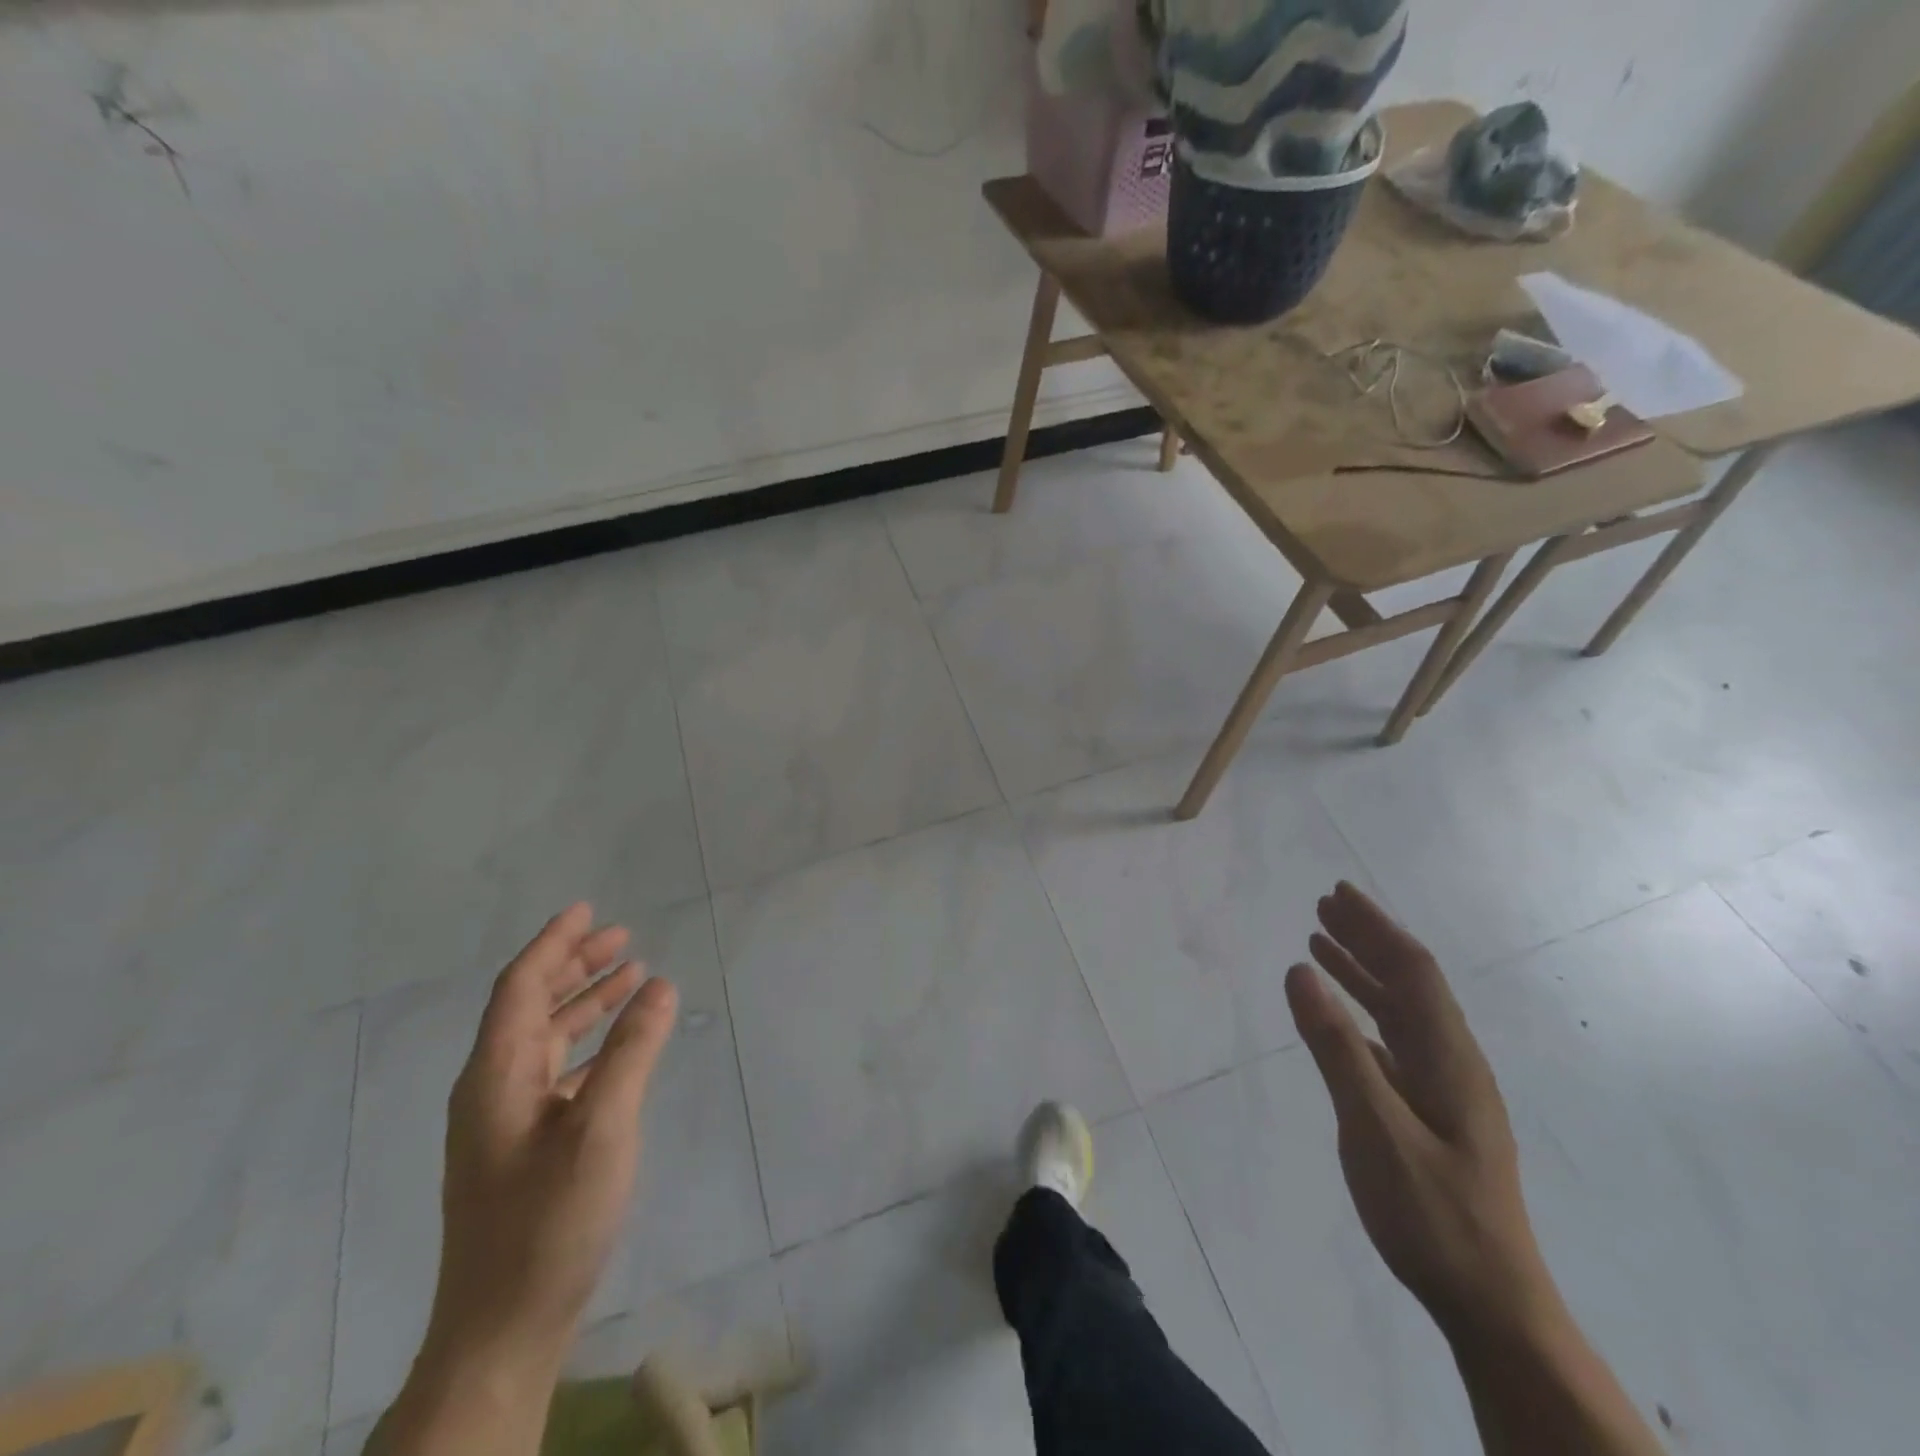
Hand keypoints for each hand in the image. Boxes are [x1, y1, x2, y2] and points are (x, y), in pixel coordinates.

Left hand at [427, 903, 679, 1366]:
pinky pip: (557, 1071)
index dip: (554, 943)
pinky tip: (620, 1045)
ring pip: (545, 1039)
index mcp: (495, 1075)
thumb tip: (661, 985)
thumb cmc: (549, 1220)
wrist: (501, 1330)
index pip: (520, 987)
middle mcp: (492, 1089)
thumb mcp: (602, 1127)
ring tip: (631, 975)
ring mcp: (505, 1121)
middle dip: (574, 965)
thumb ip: (633, 1051)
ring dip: (584, 1002)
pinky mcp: (523, 1148)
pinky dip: (589, 1044)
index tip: (588, 909)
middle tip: (622, 936)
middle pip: (530, 1006)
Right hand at [1285, 883, 1550, 1340]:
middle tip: (1324, 906)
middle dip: (1368, 939)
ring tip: (1321, 944)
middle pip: (1409, 983)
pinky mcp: (1431, 1113)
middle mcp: (1451, 1062)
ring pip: (1401, 1011)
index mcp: (1448, 1058)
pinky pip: (1393, 1042)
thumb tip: (1299, 971)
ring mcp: (1444, 1090)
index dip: (1376, 927)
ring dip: (1363, 972)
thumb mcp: (1375, 1128)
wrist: (1491, 1303)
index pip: (1412, 971)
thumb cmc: (1432, 1214)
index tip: (1337, 894)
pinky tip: (1342, 1015)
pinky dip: (1363, 1013)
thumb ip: (1336, 1047)